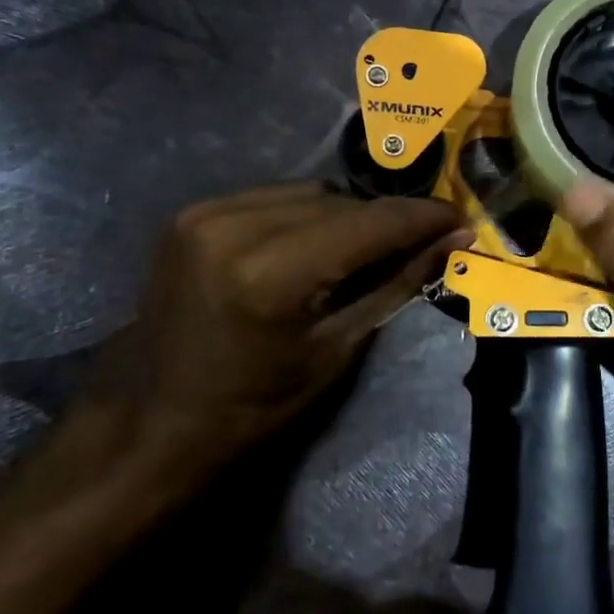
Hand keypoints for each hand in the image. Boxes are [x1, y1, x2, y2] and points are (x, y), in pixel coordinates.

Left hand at [67, 184, 465, 490]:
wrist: (153, 420)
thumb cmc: (254, 407)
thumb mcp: (337, 351)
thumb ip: (397, 283)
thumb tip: (453, 238)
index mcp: (268, 274)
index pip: (367, 225)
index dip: (421, 217)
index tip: (459, 217)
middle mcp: (232, 227)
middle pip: (340, 201)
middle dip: (386, 220)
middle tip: (421, 240)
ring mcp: (205, 213)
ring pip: (310, 193)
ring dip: (348, 215)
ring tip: (366, 248)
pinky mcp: (192, 212)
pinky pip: (275, 197)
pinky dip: (307, 215)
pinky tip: (316, 245)